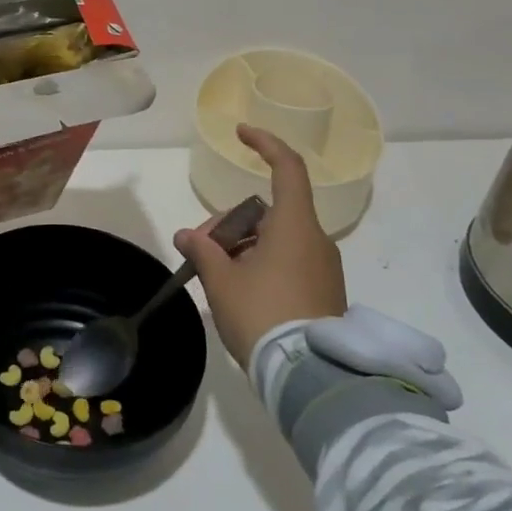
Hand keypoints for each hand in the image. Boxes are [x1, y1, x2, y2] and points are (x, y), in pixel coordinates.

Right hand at [175, 123, 345, 366]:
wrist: (309, 377)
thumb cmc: (263, 315)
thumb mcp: (221, 281)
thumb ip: (202, 250)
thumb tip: (187, 236)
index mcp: (294, 226)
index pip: (287, 168)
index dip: (265, 144)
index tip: (241, 133)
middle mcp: (315, 240)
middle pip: (268, 212)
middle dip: (230, 222)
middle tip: (201, 247)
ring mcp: (323, 268)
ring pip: (276, 239)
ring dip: (242, 246)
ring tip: (214, 276)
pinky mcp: (324, 293)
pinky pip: (287, 262)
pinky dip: (260, 264)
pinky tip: (238, 291)